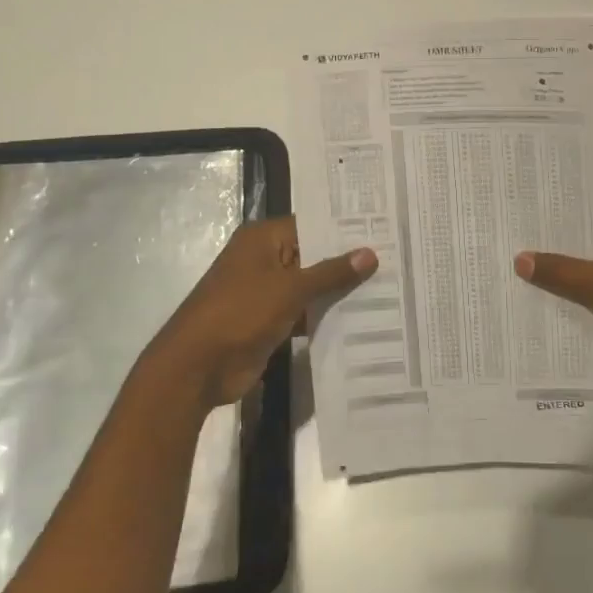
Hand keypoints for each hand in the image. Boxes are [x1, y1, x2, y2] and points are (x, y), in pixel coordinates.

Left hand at [150, 217, 376, 407]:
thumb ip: (331, 272)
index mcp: (262, 239)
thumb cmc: (241, 313)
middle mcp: (264, 260)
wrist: (198, 367)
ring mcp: (266, 292)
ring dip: (339, 292)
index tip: (383, 231)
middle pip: (312, 255)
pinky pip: (304, 313)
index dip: (344, 229)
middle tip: (395, 259)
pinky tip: (363, 318)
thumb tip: (369, 253)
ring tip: (388, 287)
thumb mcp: (290, 289)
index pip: (311, 225)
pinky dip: (325, 316)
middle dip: (347, 262)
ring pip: (310, 287)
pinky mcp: (269, 322)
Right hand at [515, 198, 592, 393]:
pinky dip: (592, 295)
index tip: (519, 220)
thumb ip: (562, 272)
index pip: (589, 207)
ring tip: (525, 275)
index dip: (555, 216)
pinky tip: (559, 304)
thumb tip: (519, 258)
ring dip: (575, 274)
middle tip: (512, 248)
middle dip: (560, 247)